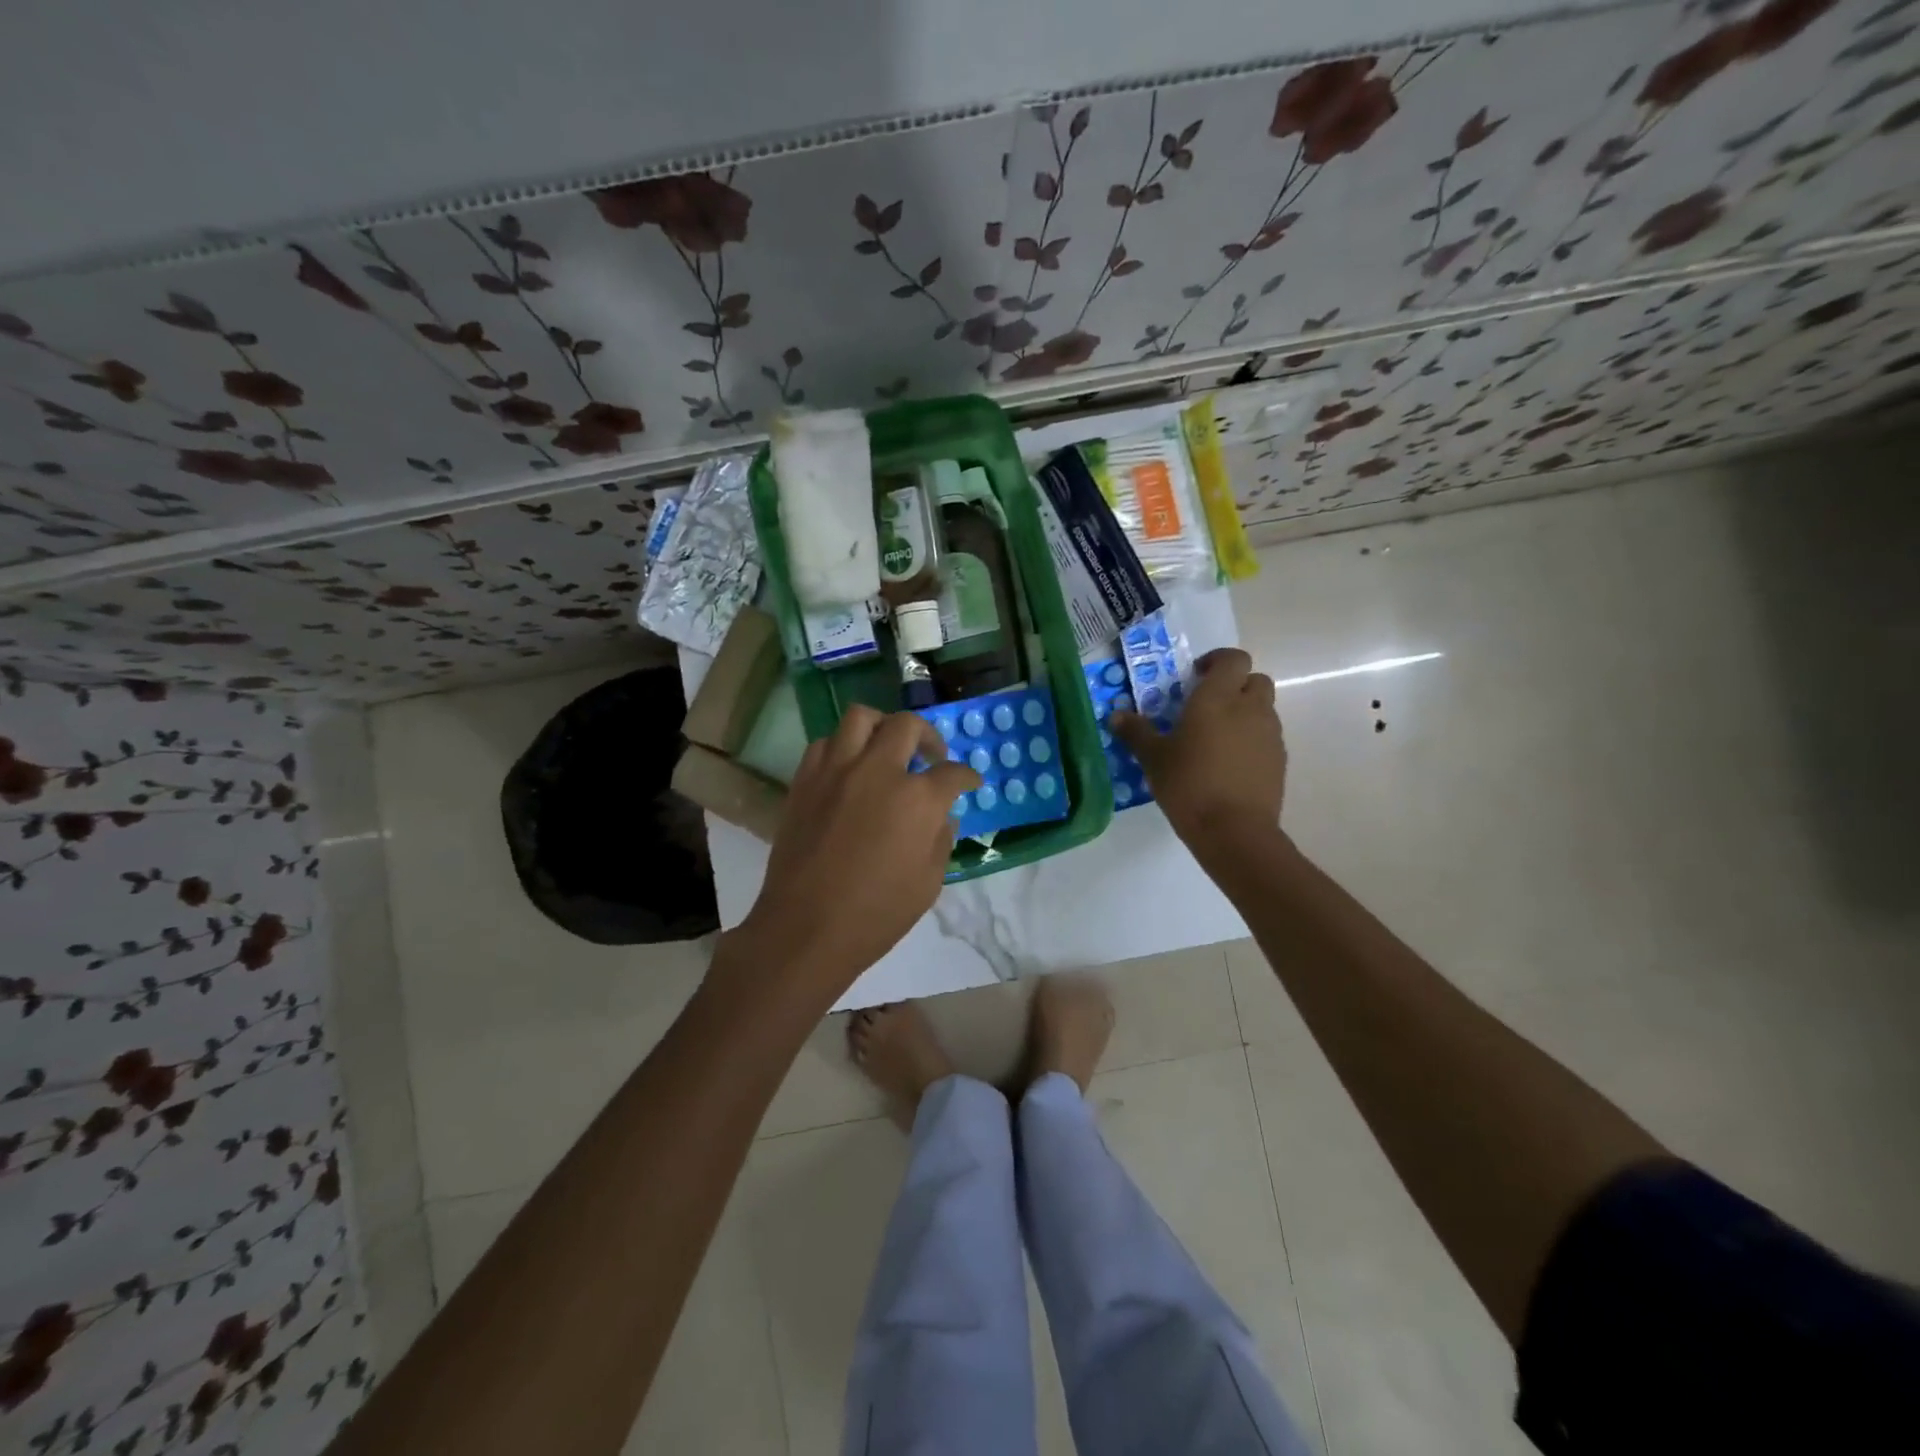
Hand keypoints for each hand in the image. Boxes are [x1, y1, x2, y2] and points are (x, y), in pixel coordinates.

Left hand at [728, 706, 980, 1003]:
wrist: (805, 928)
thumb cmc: (875, 915)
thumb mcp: (928, 884)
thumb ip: (941, 840)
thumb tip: (942, 816)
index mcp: (916, 800)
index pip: (952, 773)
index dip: (967, 776)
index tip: (969, 782)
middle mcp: (877, 771)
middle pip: (907, 726)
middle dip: (928, 736)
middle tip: (931, 756)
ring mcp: (836, 771)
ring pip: (861, 717)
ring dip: (882, 727)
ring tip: (887, 748)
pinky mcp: (804, 780)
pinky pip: (824, 744)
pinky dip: (842, 748)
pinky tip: (849, 769)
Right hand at [1111, 647, 1284, 851]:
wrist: (1234, 831)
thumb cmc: (1189, 785)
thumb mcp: (1153, 758)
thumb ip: (1136, 732)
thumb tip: (1116, 716)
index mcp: (1218, 698)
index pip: (1233, 659)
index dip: (1217, 661)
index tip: (1196, 675)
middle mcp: (1250, 708)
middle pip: (1254, 680)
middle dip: (1234, 685)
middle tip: (1207, 705)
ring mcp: (1270, 735)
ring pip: (1263, 709)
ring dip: (1244, 713)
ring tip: (1216, 738)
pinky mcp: (1279, 761)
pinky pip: (1267, 738)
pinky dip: (1251, 740)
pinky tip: (1229, 764)